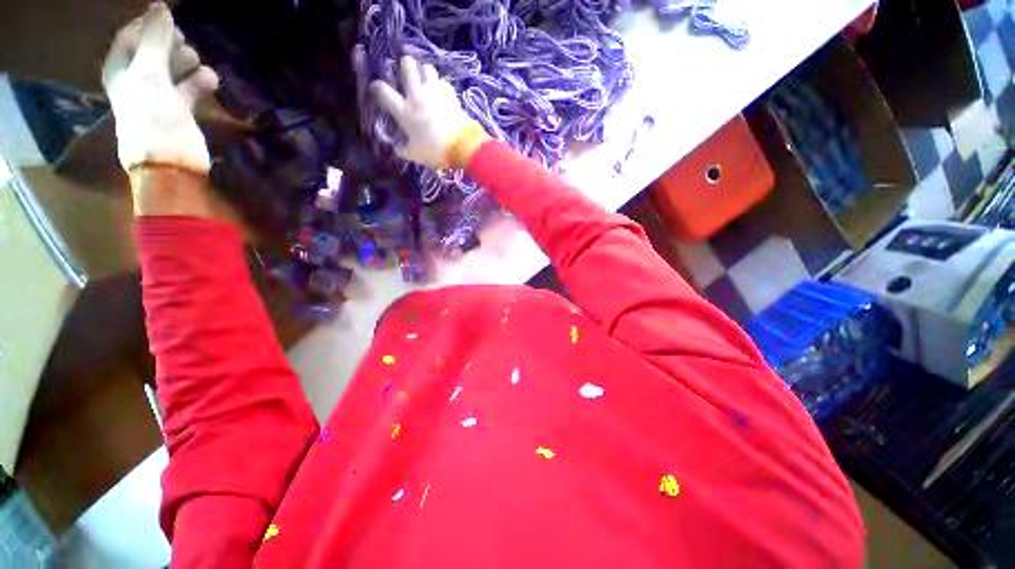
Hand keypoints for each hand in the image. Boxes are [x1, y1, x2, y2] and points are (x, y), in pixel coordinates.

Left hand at [102, 2, 219, 174]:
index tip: (170, 26)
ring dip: (189, 62)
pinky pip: (192, 85)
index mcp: (121, 68)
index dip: (150, 26)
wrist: (170, 161)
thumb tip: (161, 6)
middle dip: (172, 45)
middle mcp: (138, 77)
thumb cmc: (152, 116)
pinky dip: (202, 81)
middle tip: (183, 48)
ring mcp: (161, 93)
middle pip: (156, 47)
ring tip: (197, 67)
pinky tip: (210, 81)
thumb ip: (154, 38)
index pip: (132, 34)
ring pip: (176, 66)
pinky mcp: (182, 108)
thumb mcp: (149, 72)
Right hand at [370, 56, 488, 168]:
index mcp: (404, 111)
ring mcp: (435, 93)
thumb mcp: (414, 154)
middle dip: (406, 64)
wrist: (461, 146)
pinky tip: (442, 91)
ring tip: (426, 76)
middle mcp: (417, 96)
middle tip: (406, 66)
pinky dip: (441, 85)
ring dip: (425, 70)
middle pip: (408, 68)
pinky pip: (444, 83)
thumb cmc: (434, 150)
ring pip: (428, 69)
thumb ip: (403, 149)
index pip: (384, 92)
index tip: (376, 86)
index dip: (377, 87)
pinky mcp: (451, 95)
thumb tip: (396, 147)